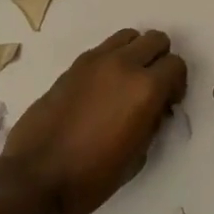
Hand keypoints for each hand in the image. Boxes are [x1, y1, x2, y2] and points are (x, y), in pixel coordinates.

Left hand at [2, 28, 187, 213]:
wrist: (36, 178)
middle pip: (155, 39)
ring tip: (127, 82)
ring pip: (129, 36)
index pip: (176, 65)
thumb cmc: (92, 177)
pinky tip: (102, 89)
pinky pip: (103, 49)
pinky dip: (112, 60)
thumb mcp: (138, 156)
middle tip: (152, 88)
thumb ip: (153, 122)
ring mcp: (96, 61)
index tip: (168, 104)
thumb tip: (155, 107)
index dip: (177, 84)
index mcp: (146, 88)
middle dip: (160, 60)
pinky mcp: (74, 65)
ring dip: (135, 53)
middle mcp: (124, 64)